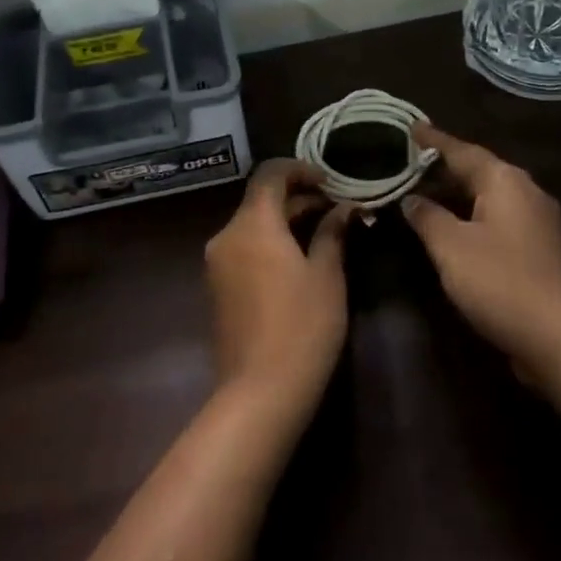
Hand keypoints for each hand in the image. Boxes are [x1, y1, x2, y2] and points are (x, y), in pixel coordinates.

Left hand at [204, 159, 351, 415]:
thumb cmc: (302, 327)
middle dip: (297, 197)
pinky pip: (244, 248)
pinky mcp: (217, 287)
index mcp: (252, 224)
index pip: (270, 174)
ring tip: (324, 231)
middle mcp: (227, 236)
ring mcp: (217, 263)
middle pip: (260, 199)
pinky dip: (270, 241)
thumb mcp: (326, 276)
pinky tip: (298, 258)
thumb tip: (343, 209)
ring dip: (284, 220)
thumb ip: (332, 233)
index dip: (300, 169)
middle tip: (336, 207)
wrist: (260, 390)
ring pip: (252, 224)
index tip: (330, 181)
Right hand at [401, 124, 560, 382]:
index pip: (462, 151)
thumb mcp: (451, 247)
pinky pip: (499, 217)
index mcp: (506, 182)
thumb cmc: (500, 283)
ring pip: (490, 194)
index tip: (410, 125)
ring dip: (458, 191)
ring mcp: (539, 221)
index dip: (433, 140)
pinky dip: (473, 214)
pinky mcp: (541, 248)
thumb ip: (427, 216)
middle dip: (445, 165)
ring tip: (426, 189)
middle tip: (410, 159)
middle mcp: (527, 192)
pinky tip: (455, 225)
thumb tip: (411, 198)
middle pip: (479, 169)